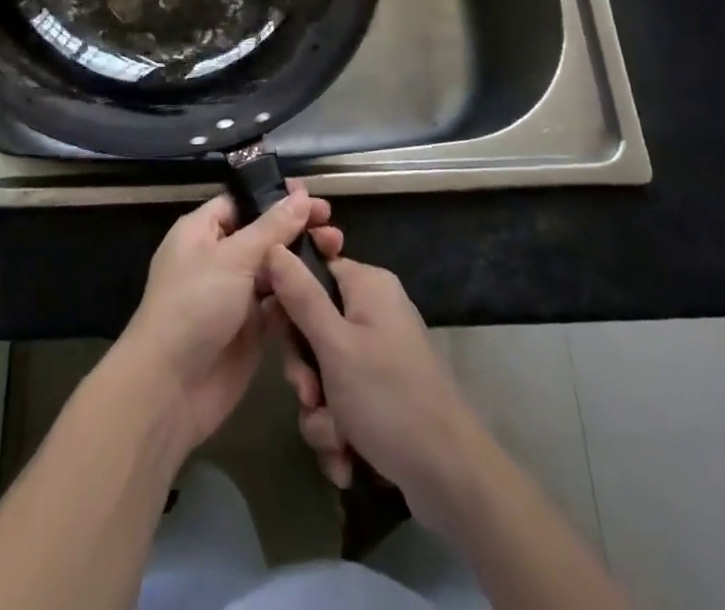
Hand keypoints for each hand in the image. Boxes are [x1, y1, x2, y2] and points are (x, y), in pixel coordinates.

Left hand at [110, 185, 342, 451]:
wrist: (170, 389)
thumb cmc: (194, 305)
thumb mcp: (233, 258)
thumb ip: (271, 227)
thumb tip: (300, 195)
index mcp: (202, 231)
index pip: (242, 202)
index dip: (275, 197)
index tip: (312, 196)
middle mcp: (219, 258)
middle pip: (264, 235)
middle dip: (297, 229)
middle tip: (332, 226)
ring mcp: (236, 295)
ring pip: (276, 269)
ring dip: (304, 260)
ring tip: (337, 250)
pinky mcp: (252, 329)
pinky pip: (281, 304)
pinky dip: (301, 295)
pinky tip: (330, 286)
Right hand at [265, 247, 488, 530]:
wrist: (451, 479)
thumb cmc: (389, 398)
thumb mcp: (335, 345)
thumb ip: (301, 296)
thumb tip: (273, 246)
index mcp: (368, 287)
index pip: (313, 271)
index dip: (289, 300)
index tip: (276, 329)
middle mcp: (375, 314)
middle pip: (313, 328)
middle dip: (306, 373)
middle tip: (310, 394)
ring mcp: (380, 357)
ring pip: (324, 375)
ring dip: (321, 413)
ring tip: (338, 440)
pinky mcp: (383, 396)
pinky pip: (342, 405)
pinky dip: (339, 433)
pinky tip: (349, 461)